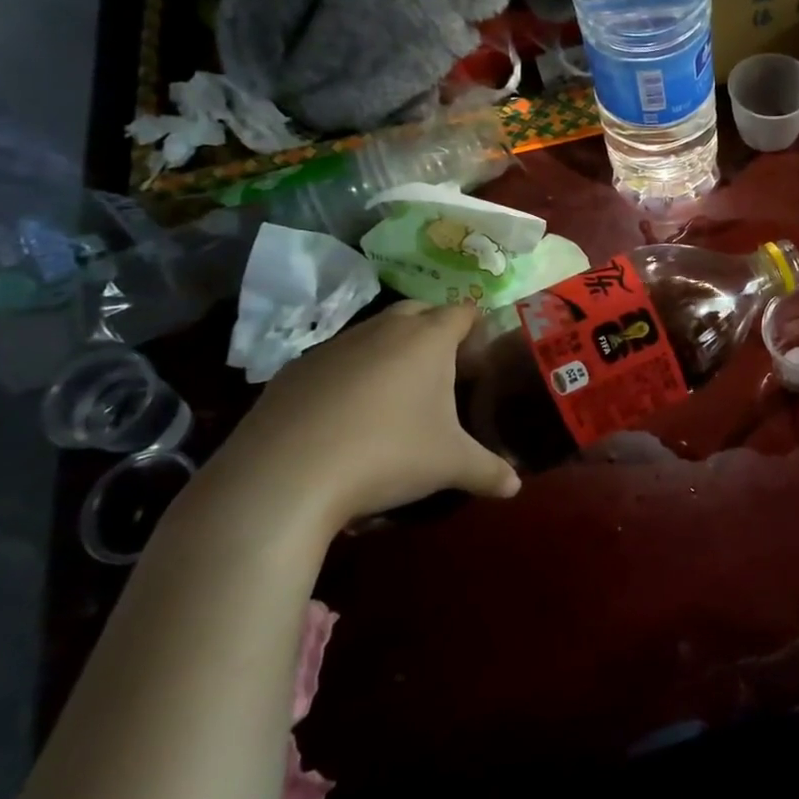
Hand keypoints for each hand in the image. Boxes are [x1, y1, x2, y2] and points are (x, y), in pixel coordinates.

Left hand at [205, 301, 518, 536]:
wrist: (284, 476)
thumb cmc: (387, 454)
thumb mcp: (450, 465)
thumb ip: (489, 471)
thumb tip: (515, 487)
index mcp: (428, 338)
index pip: (463, 311)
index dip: (476, 329)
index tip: (481, 358)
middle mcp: (383, 329)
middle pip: (418, 311)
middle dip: (435, 329)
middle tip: (444, 370)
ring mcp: (335, 345)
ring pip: (374, 332)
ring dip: (391, 350)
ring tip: (396, 395)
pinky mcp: (296, 369)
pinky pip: (336, 359)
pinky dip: (351, 374)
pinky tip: (348, 415)